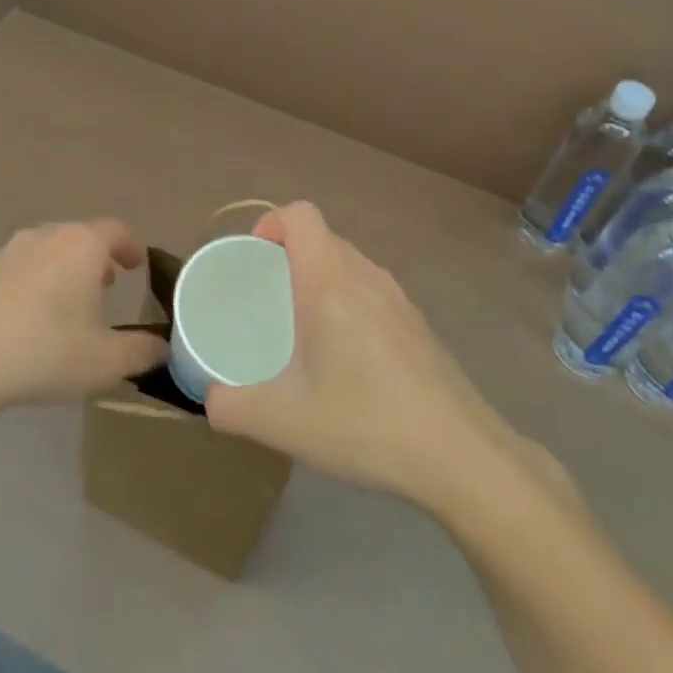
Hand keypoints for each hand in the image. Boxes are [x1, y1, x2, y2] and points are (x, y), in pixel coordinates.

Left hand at [0, 220, 164, 411]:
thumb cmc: (45, 352)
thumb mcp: (107, 361)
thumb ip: (143, 352)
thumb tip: (163, 348)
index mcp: (82, 245)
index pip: (117, 231)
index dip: (132, 246)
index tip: (137, 265)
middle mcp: (47, 236)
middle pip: (81, 236)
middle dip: (99, 258)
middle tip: (107, 286)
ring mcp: (10, 250)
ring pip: (50, 249)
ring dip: (66, 268)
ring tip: (70, 302)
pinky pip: (23, 266)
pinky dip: (37, 280)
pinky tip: (32, 316)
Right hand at [205, 203, 572, 511]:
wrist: (461, 456)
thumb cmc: (365, 424)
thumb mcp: (282, 423)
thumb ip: (232, 408)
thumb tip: (211, 401)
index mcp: (330, 282)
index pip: (301, 215)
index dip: (270, 223)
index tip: (253, 259)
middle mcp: (368, 277)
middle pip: (324, 239)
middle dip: (289, 256)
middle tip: (266, 299)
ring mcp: (400, 300)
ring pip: (351, 265)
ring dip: (321, 280)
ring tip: (301, 329)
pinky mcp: (420, 326)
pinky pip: (373, 293)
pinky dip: (349, 304)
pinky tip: (346, 360)